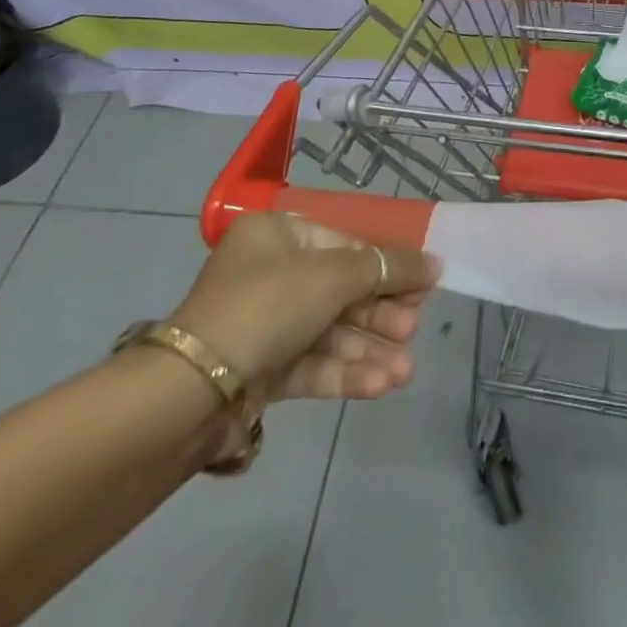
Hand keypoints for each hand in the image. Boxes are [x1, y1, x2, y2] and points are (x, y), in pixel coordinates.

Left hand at [170, 213, 438, 404]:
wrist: (191, 391)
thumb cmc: (267, 306)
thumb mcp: (333, 275)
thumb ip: (386, 267)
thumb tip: (434, 263)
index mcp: (278, 234)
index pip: (345, 242)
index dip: (386, 264)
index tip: (422, 284)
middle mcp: (270, 273)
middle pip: (341, 289)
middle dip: (380, 313)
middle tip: (413, 328)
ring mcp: (264, 324)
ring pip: (330, 331)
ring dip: (370, 349)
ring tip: (405, 371)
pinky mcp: (261, 370)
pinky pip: (312, 364)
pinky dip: (346, 372)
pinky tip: (381, 386)